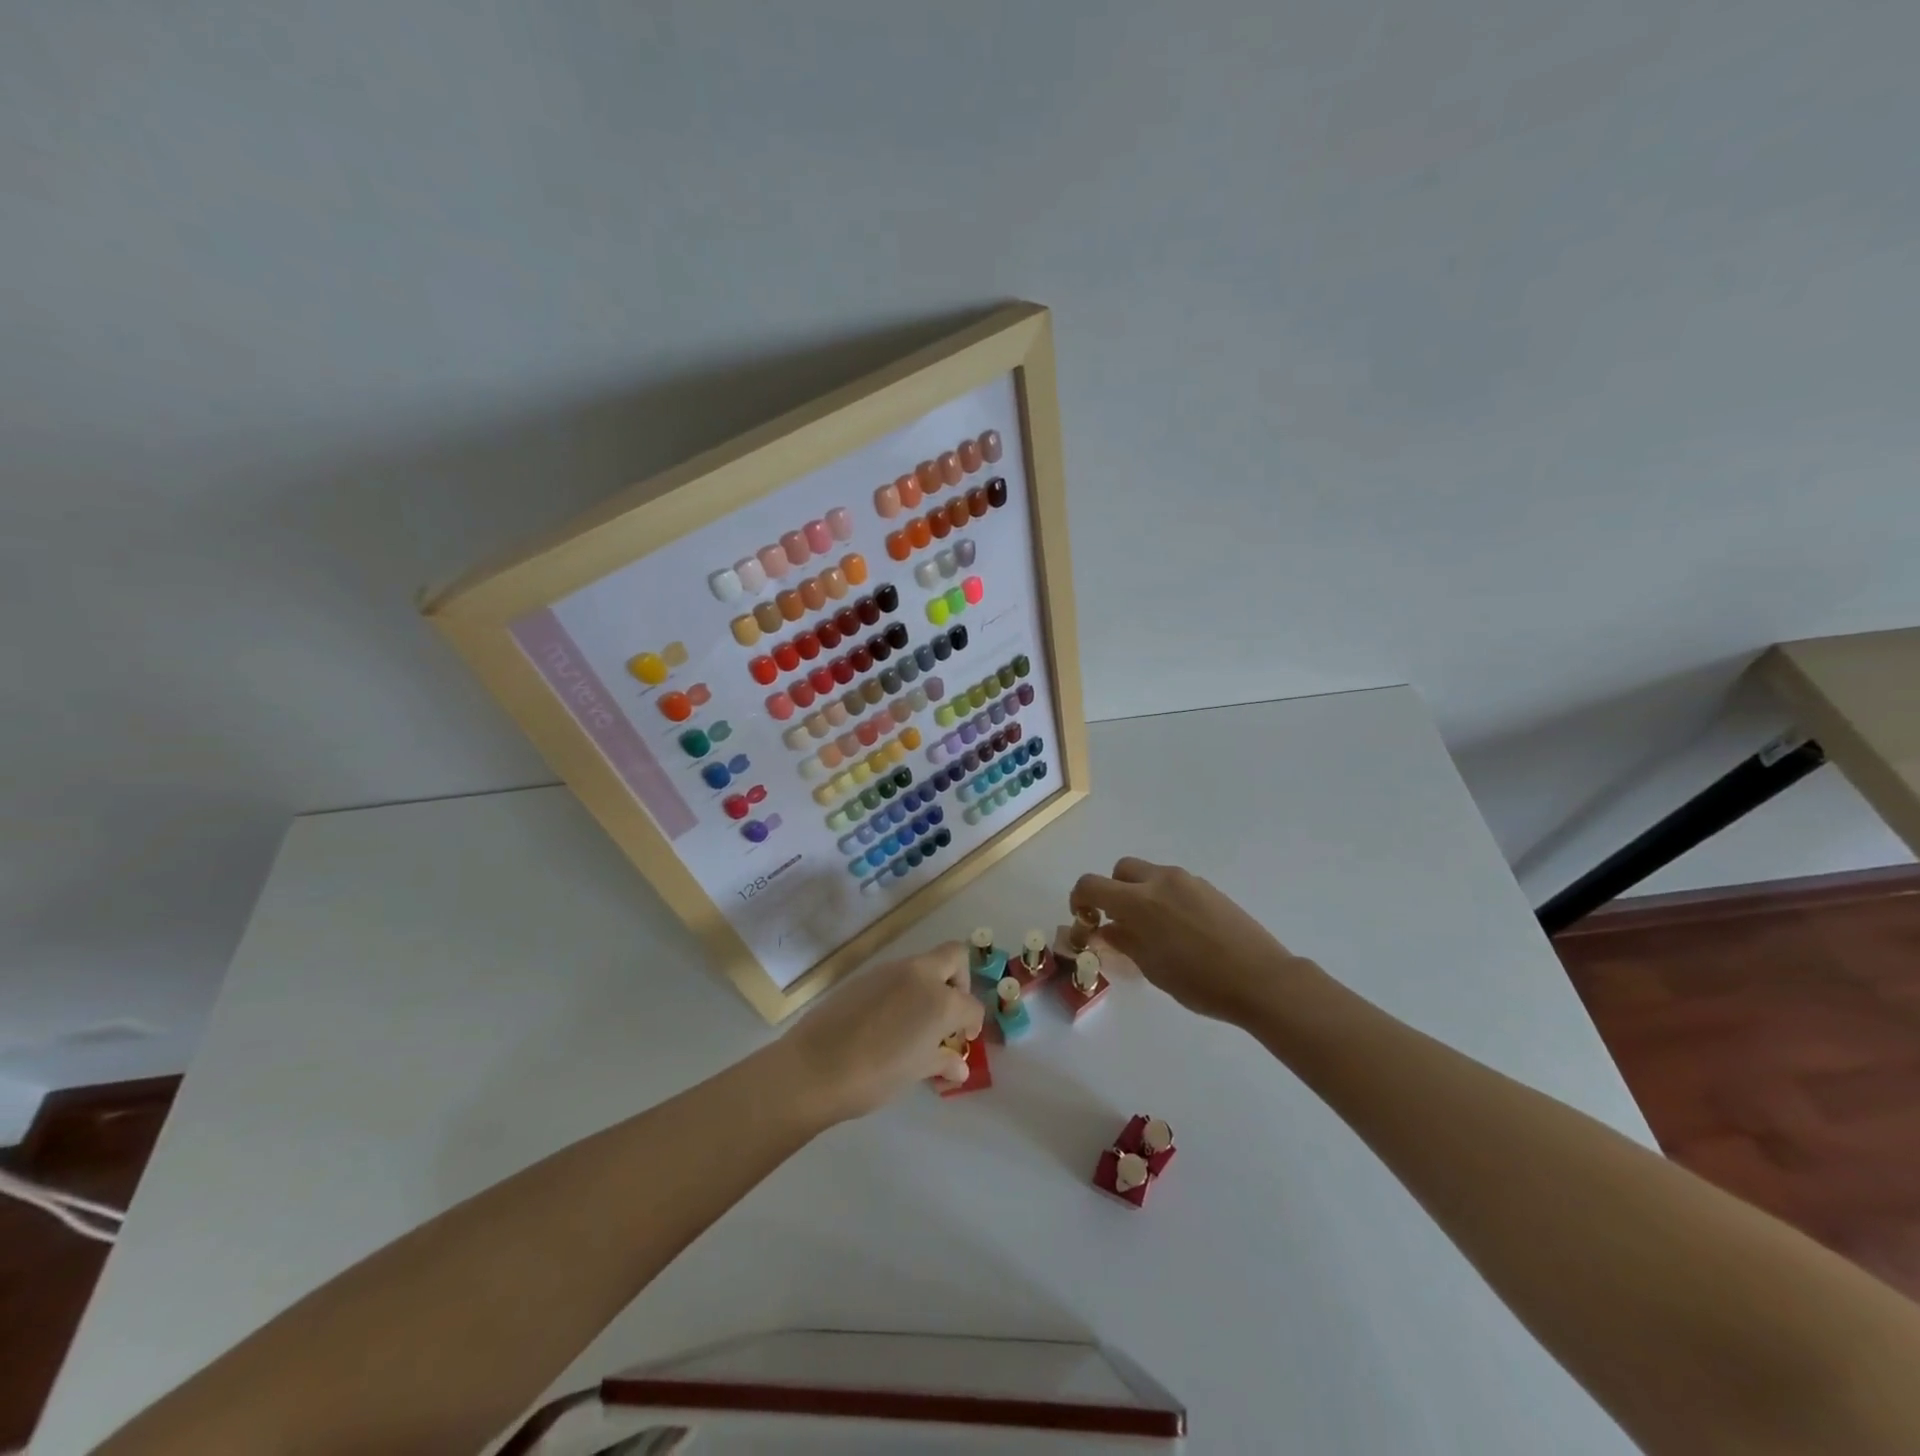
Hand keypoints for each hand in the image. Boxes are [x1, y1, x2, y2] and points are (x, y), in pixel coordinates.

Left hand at [777, 942, 983, 1124]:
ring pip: (922, 965)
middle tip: (948, 1013)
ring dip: (929, 985)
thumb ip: (941, 1061)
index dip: (972, 1024)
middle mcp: (919, 975)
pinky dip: (903, 990)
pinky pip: (895, 975)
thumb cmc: (875, 1076)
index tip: (963, 1040)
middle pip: (954, 957)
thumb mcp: (915, 1072)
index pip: (972, 1005)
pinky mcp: (865, 975)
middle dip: (959, 980)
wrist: (814, 1068)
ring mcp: (890, 970)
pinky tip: (887, 1022)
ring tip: (915, 1024)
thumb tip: (958, 1065)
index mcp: (940, 1000)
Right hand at [1071, 857, 1310, 1027]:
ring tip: (1154, 929)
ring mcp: (1187, 881)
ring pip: (1149, 874)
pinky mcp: (1209, 888)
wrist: (1261, 979)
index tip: (1084, 918)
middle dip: (1113, 890)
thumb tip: (1106, 929)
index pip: (1092, 884)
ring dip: (1140, 893)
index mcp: (1138, 901)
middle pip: (1121, 870)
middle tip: (1120, 921)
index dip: (1080, 898)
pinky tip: (1181, 930)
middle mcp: (1159, 880)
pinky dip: (1165, 898)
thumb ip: (1124, 941)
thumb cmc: (1199, 982)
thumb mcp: (1152, 968)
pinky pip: (1174, 884)